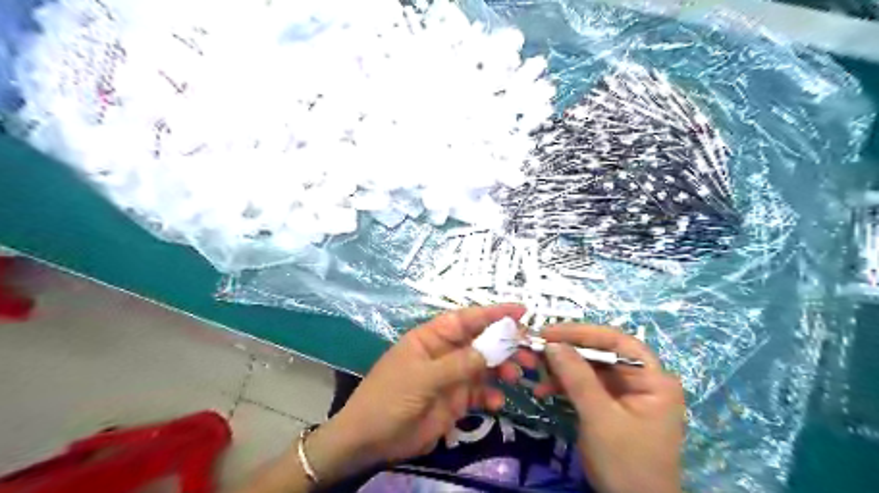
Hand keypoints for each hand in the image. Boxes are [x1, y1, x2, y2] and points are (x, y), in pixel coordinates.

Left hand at [308, 302, 527, 479]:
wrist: (371, 439)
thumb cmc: (390, 397)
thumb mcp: (423, 377)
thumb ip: (459, 363)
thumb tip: (493, 348)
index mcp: (432, 337)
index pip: (466, 319)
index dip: (493, 313)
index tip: (521, 312)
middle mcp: (446, 352)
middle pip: (481, 341)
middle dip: (505, 343)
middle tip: (529, 350)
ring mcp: (452, 376)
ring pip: (485, 366)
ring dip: (503, 368)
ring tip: (518, 375)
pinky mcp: (456, 400)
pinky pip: (480, 392)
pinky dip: (492, 395)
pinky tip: (497, 402)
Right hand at [536, 324, 685, 491]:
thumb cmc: (626, 463)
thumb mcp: (600, 418)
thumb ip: (576, 377)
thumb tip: (551, 344)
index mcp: (653, 379)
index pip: (617, 341)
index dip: (582, 333)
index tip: (549, 332)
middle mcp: (642, 380)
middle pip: (601, 354)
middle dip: (567, 352)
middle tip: (536, 350)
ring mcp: (626, 394)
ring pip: (590, 369)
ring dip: (561, 370)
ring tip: (535, 373)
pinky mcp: (611, 406)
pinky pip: (585, 386)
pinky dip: (564, 386)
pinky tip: (543, 391)